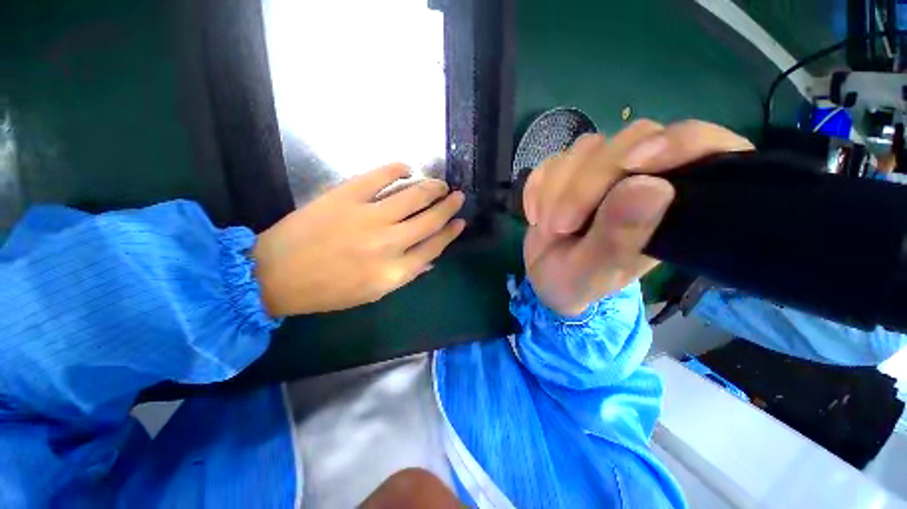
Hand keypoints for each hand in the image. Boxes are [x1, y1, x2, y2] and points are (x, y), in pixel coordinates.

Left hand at [253, 163, 465, 316]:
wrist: (275, 275)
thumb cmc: (327, 290)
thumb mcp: (373, 293)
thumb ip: (405, 274)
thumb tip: (429, 259)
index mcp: (395, 271)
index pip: (435, 247)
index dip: (451, 233)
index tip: (460, 222)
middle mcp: (389, 243)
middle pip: (430, 219)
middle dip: (449, 206)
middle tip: (457, 196)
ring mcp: (369, 217)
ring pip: (413, 196)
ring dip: (432, 187)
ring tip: (441, 183)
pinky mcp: (346, 196)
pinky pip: (380, 176)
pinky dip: (397, 169)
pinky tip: (407, 168)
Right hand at [523, 120, 752, 315]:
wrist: (544, 276)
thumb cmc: (577, 282)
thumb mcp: (595, 273)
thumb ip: (620, 238)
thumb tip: (652, 187)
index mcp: (672, 205)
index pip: (703, 147)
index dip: (678, 144)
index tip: (634, 165)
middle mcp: (643, 177)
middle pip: (632, 139)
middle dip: (587, 183)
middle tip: (561, 226)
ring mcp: (603, 170)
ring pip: (586, 148)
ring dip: (556, 190)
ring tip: (548, 228)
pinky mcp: (569, 170)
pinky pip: (551, 162)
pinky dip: (536, 188)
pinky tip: (535, 215)